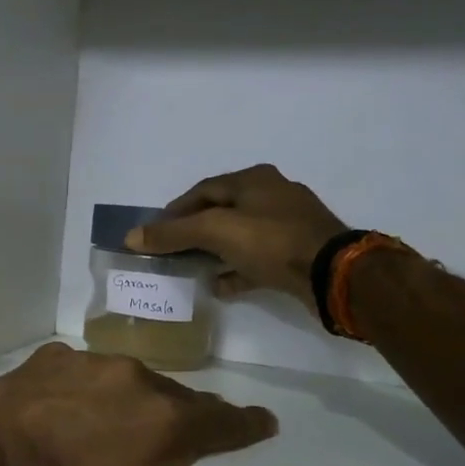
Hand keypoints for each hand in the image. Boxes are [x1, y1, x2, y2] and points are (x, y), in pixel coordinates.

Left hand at [0, 343, 322, 465]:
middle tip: (162, 454)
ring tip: (111, 435)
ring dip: (131, 403)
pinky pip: (84, 370)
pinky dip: (87, 390)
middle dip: (181, 423)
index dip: (246, 428)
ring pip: (130, 380)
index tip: (256, 427)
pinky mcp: (48, 356)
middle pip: (178, 400)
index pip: (230, 421)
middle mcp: (138, 377)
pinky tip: (66, 414)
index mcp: (170, 423)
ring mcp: (89, 360)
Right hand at [127, 163, 347, 312]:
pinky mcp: (299, 253)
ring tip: (192, 269)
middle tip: (172, 250)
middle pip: (222, 211)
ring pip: (240, 235)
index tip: (156, 231)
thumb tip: (130, 237)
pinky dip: (236, 269)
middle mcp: (273, 195)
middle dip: (194, 231)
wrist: (333, 274)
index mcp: (254, 180)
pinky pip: (258, 259)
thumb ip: (171, 233)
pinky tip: (220, 286)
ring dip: (215, 251)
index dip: (175, 210)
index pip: (203, 189)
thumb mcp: (213, 232)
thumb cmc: (270, 241)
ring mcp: (289, 225)